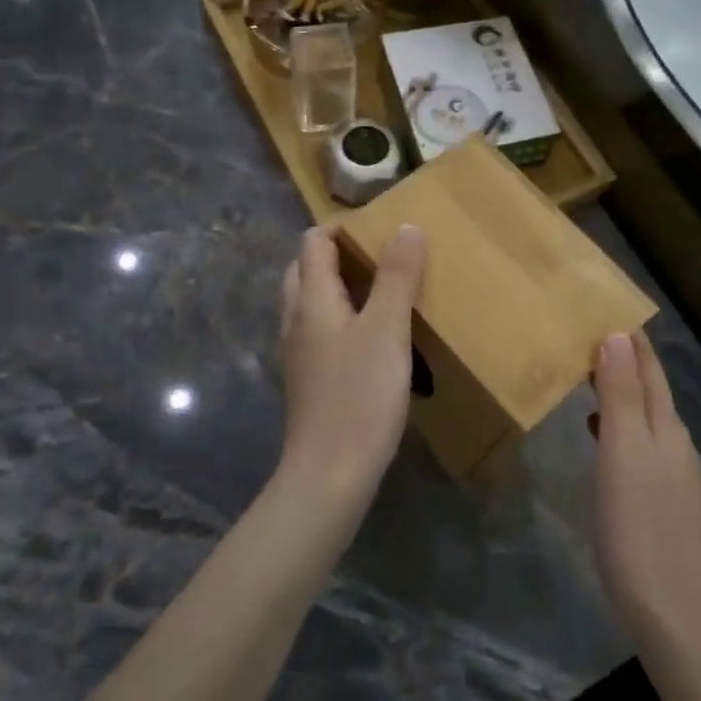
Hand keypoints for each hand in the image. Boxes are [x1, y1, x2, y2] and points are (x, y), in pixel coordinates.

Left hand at [277, 224, 425, 503]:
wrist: (329, 473)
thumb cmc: (359, 396)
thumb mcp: (387, 330)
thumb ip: (397, 277)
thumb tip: (406, 227)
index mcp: (311, 300)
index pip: (313, 243)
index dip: (341, 228)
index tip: (378, 228)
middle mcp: (295, 319)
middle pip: (304, 269)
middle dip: (336, 254)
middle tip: (379, 257)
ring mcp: (297, 352)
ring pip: (309, 302)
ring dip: (337, 286)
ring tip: (380, 290)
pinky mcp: (307, 378)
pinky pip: (317, 330)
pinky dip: (339, 317)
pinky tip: (370, 336)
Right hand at [591, 330, 700, 648]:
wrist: (667, 606)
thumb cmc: (637, 522)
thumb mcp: (622, 451)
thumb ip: (620, 394)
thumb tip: (617, 336)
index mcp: (666, 426)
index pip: (649, 369)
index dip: (630, 339)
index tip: (604, 309)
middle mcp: (675, 442)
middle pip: (649, 390)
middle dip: (622, 361)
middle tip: (584, 338)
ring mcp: (671, 473)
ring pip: (643, 417)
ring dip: (617, 393)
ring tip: (585, 379)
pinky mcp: (661, 499)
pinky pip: (638, 444)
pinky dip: (617, 426)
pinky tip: (598, 435)